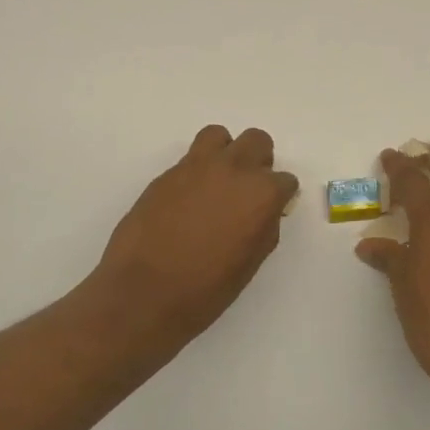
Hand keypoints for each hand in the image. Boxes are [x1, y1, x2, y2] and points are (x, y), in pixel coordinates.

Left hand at [87, 125, 297, 352]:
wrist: (144, 292)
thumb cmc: (206, 289)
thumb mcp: (250, 262)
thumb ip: (263, 227)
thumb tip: (264, 213)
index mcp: (261, 194)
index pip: (285, 181)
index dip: (279, 197)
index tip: (269, 211)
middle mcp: (233, 170)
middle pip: (257, 141)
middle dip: (258, 162)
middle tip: (247, 190)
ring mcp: (196, 167)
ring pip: (219, 136)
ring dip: (224, 153)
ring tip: (216, 182)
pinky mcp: (166, 174)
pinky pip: (189, 159)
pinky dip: (196, 172)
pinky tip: (188, 200)